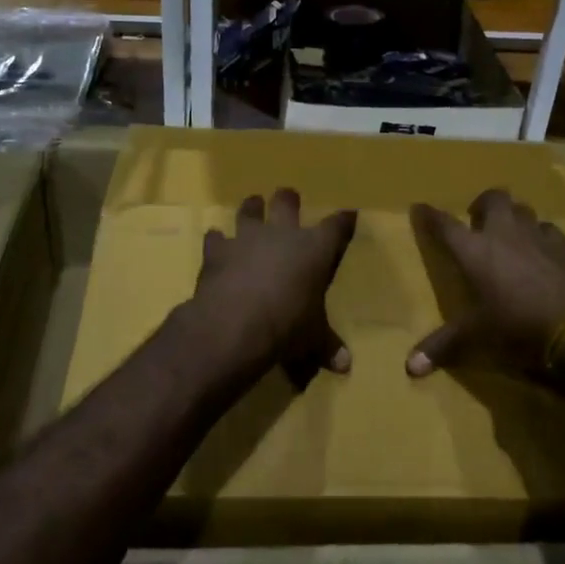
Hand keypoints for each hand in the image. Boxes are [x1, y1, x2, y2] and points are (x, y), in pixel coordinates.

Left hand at [196, 189, 357, 381]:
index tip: (348, 214)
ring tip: (252, 205)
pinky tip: (216, 241)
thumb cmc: (288, 325)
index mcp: (315, 249)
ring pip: (249, 211)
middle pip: (287, 203)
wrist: (236, 322)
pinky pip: (216, 238)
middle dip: (288, 199)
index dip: (343, 220)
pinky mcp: (217, 250)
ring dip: (251, 208)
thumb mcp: (312, 339)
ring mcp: (247, 238)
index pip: (336, 227)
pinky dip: (217, 240)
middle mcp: (282, 234)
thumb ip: (326, 346)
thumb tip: (345, 366)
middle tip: (288, 197)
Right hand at [407, 189, 564, 378]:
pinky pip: (548, 230)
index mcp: (474, 250)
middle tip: (478, 221)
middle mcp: (503, 233)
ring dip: (513, 216)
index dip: (430, 215)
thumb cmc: (517, 327)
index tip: (420, 207)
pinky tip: (543, 252)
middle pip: (493, 198)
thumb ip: (443, 346)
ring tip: (511, 235)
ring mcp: (538, 235)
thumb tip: (411, 368)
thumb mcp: (476, 338)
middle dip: (482, 204)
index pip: (445, 224)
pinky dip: (541, 236)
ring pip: (523, 209)